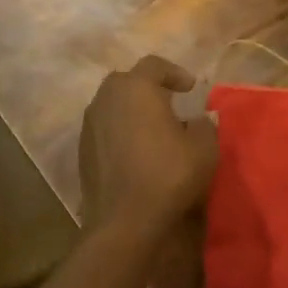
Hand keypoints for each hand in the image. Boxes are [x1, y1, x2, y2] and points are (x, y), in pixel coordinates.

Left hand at [79, 56, 218, 242]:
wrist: (125, 221)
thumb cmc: (169, 175)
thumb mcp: (204, 148)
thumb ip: (204, 125)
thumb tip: (199, 119)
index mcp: (135, 88)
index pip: (154, 65)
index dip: (175, 73)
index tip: (191, 89)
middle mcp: (106, 99)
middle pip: (127, 81)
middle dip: (149, 88)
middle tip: (170, 104)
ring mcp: (89, 125)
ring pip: (112, 105)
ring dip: (133, 110)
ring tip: (154, 129)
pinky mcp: (82, 151)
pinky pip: (104, 129)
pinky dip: (120, 131)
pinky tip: (137, 151)